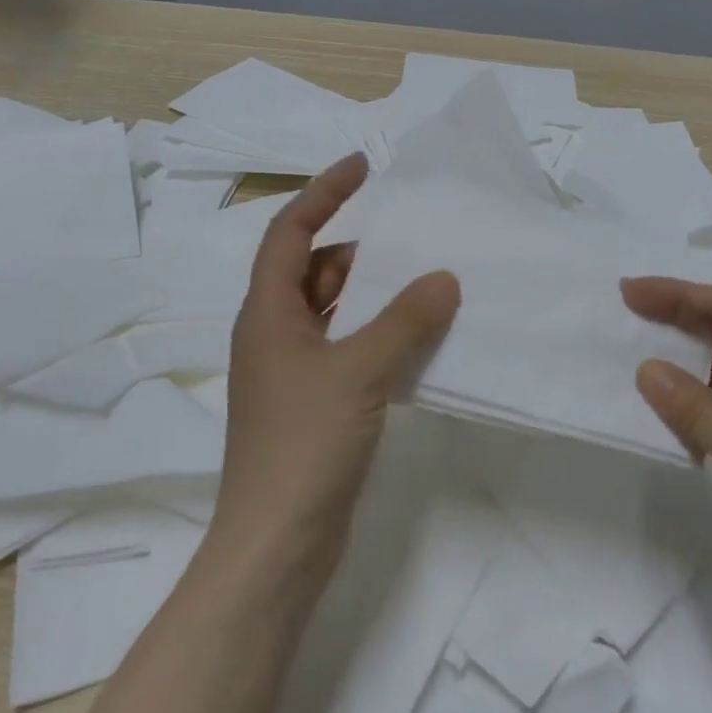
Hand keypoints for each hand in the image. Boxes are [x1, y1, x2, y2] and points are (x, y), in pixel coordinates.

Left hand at [212, 154, 460, 591]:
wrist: (277, 546)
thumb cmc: (303, 445)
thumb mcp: (358, 372)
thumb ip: (404, 321)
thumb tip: (444, 277)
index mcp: (267, 314)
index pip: (291, 233)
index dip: (323, 193)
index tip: (365, 166)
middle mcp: (276, 335)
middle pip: (315, 270)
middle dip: (361, 248)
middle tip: (414, 236)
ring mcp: (295, 373)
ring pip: (337, 312)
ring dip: (376, 294)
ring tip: (428, 281)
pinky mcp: (317, 405)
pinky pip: (352, 349)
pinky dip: (382, 335)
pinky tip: (421, 339)